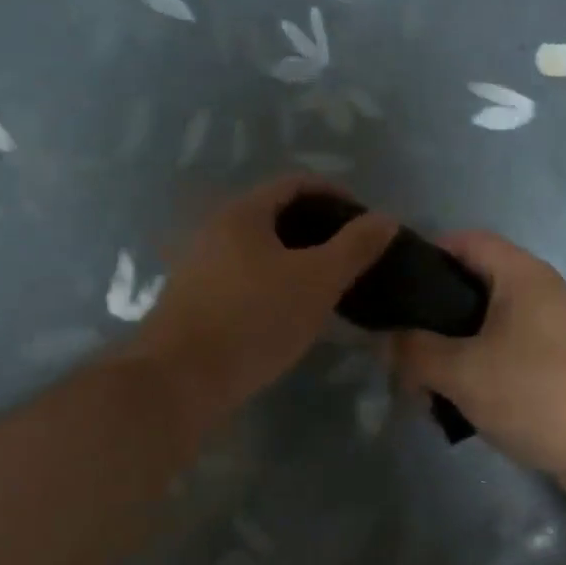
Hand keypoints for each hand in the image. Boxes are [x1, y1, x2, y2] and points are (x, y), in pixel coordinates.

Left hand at [127, 177, 396, 423]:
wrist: (178, 381)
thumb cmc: (254, 319)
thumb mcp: (317, 281)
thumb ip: (355, 247)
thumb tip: (386, 218)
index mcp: (243, 213)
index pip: (296, 184)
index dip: (336, 194)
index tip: (366, 221)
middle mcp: (215, 229)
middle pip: (276, 215)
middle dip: (318, 229)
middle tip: (352, 255)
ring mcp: (199, 265)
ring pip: (260, 249)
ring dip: (296, 258)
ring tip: (327, 284)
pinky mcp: (194, 300)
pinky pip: (244, 277)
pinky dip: (274, 282)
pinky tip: (290, 311)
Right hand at [395, 232, 565, 508]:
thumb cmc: (537, 392)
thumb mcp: (463, 371)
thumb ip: (415, 351)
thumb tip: (384, 340)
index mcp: (520, 275)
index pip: (465, 241)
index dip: (426, 254)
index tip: (391, 287)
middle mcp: (538, 292)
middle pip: (472, 286)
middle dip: (432, 316)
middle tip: (400, 345)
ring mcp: (551, 329)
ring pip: (486, 326)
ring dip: (452, 351)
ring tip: (422, 383)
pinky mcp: (557, 364)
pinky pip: (505, 354)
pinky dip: (478, 371)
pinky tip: (457, 403)